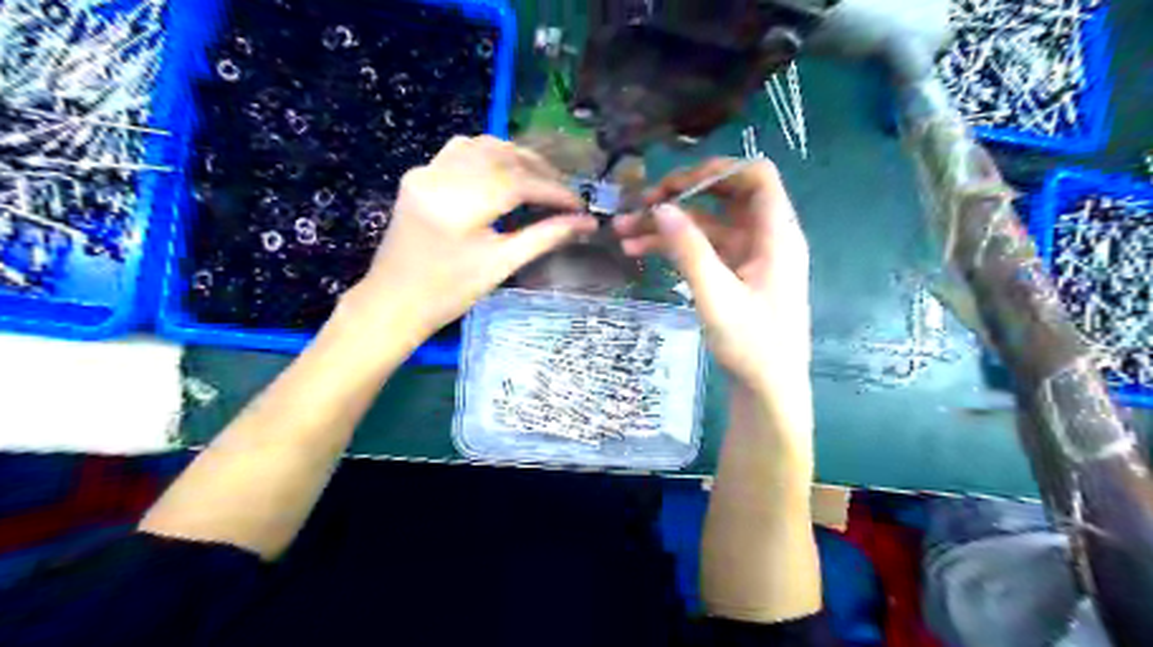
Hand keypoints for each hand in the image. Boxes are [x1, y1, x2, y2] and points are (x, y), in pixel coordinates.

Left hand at [339, 133, 593, 338]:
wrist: (394, 301)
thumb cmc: (449, 293)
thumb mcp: (502, 266)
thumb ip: (546, 237)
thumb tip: (586, 224)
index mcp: (457, 207)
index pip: (517, 183)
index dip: (553, 191)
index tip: (578, 206)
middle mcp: (439, 178)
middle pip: (502, 156)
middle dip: (540, 171)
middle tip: (564, 193)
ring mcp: (425, 171)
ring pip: (482, 146)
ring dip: (517, 158)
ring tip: (541, 180)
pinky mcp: (419, 174)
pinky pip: (461, 150)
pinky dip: (490, 155)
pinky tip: (505, 172)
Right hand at [611, 158, 807, 390]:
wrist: (768, 390)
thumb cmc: (752, 345)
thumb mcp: (717, 296)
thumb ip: (690, 250)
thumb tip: (662, 207)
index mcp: (777, 235)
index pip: (756, 176)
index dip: (717, 171)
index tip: (676, 185)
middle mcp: (764, 237)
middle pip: (724, 197)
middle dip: (681, 196)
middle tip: (641, 203)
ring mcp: (748, 256)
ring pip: (706, 225)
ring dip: (668, 226)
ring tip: (623, 232)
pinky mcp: (734, 275)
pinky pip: (703, 250)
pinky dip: (675, 248)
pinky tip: (639, 251)